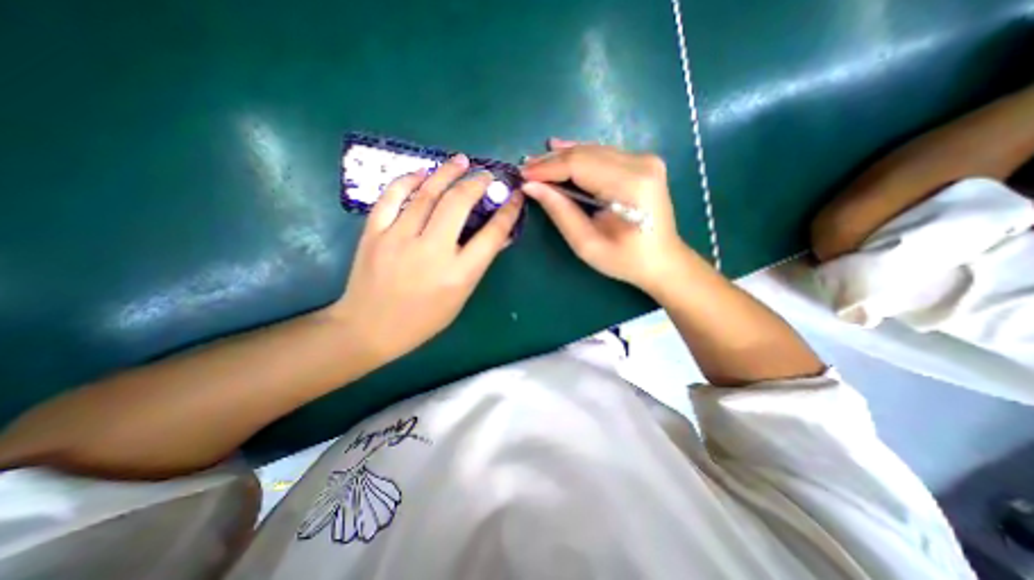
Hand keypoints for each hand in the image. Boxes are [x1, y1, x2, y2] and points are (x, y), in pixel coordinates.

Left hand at [332, 155, 520, 361]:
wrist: (369, 328)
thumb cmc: (423, 319)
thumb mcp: (460, 297)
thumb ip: (477, 264)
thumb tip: (496, 236)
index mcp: (458, 274)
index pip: (491, 235)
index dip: (507, 212)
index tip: (513, 197)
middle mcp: (431, 252)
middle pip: (459, 204)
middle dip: (477, 183)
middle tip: (486, 175)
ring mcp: (399, 239)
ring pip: (426, 194)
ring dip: (447, 173)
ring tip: (460, 161)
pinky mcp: (374, 233)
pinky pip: (391, 197)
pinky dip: (408, 180)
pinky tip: (422, 173)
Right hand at [526, 137, 684, 294]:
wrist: (662, 260)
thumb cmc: (625, 260)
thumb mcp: (587, 244)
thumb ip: (560, 211)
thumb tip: (532, 187)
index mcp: (630, 185)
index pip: (579, 165)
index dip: (547, 168)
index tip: (522, 175)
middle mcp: (641, 164)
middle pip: (585, 153)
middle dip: (551, 161)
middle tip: (525, 169)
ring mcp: (645, 160)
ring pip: (593, 150)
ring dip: (563, 157)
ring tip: (536, 164)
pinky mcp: (643, 163)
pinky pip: (603, 154)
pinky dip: (579, 156)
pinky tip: (560, 150)